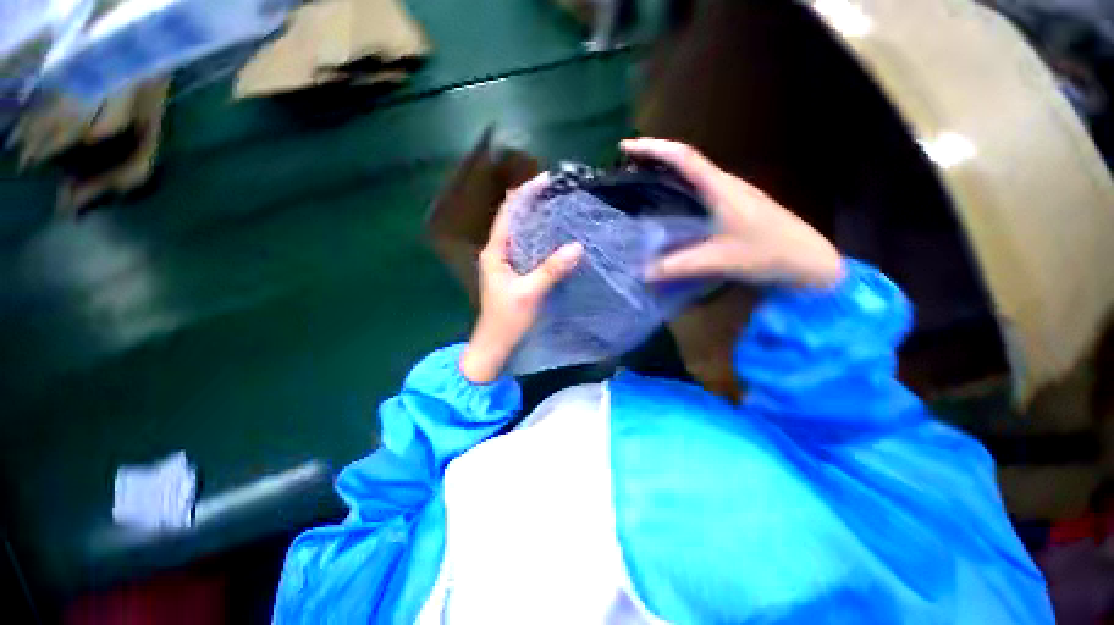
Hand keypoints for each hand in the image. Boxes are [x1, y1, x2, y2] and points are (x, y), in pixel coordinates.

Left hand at [460, 174, 584, 382]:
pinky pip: (528, 249)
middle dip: (535, 204)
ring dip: (539, 221)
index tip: (548, 180)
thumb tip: (577, 246)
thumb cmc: (507, 319)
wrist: (495, 345)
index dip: (526, 194)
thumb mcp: (530, 293)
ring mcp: (506, 263)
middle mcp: (498, 252)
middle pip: (516, 219)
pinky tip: (557, 237)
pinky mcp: (515, 273)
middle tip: (561, 193)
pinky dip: (541, 240)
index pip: (509, 213)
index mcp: (495, 251)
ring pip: (523, 234)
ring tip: (562, 208)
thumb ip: (552, 270)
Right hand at [620, 138, 844, 288]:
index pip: (684, 158)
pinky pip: (699, 187)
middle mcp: (725, 183)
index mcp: (721, 188)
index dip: (654, 148)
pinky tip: (669, 203)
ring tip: (640, 181)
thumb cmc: (768, 253)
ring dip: (667, 170)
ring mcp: (732, 193)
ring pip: (694, 173)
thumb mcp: (719, 261)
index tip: (626, 146)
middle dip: (655, 156)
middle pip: (686, 159)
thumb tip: (642, 272)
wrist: (808, 260)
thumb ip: (679, 266)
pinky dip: (678, 187)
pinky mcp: (734, 204)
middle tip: (626, 165)